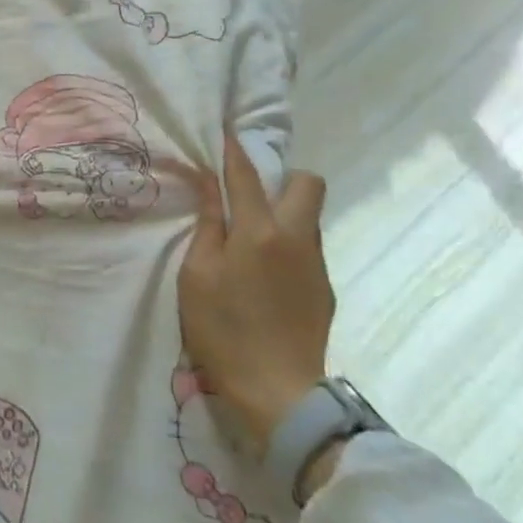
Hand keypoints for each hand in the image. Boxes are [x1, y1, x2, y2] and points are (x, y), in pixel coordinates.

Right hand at [178, 133, 332, 452]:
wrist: (279, 393)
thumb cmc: (224, 330)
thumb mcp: (197, 275)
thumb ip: (207, 225)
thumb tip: (207, 184)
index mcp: (259, 232)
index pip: (246, 175)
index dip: (234, 149)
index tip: (226, 128)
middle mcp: (297, 238)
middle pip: (308, 184)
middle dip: (282, 177)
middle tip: (250, 194)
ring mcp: (317, 264)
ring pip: (310, 216)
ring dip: (285, 210)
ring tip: (253, 234)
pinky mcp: (325, 289)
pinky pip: (309, 246)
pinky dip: (289, 242)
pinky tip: (265, 271)